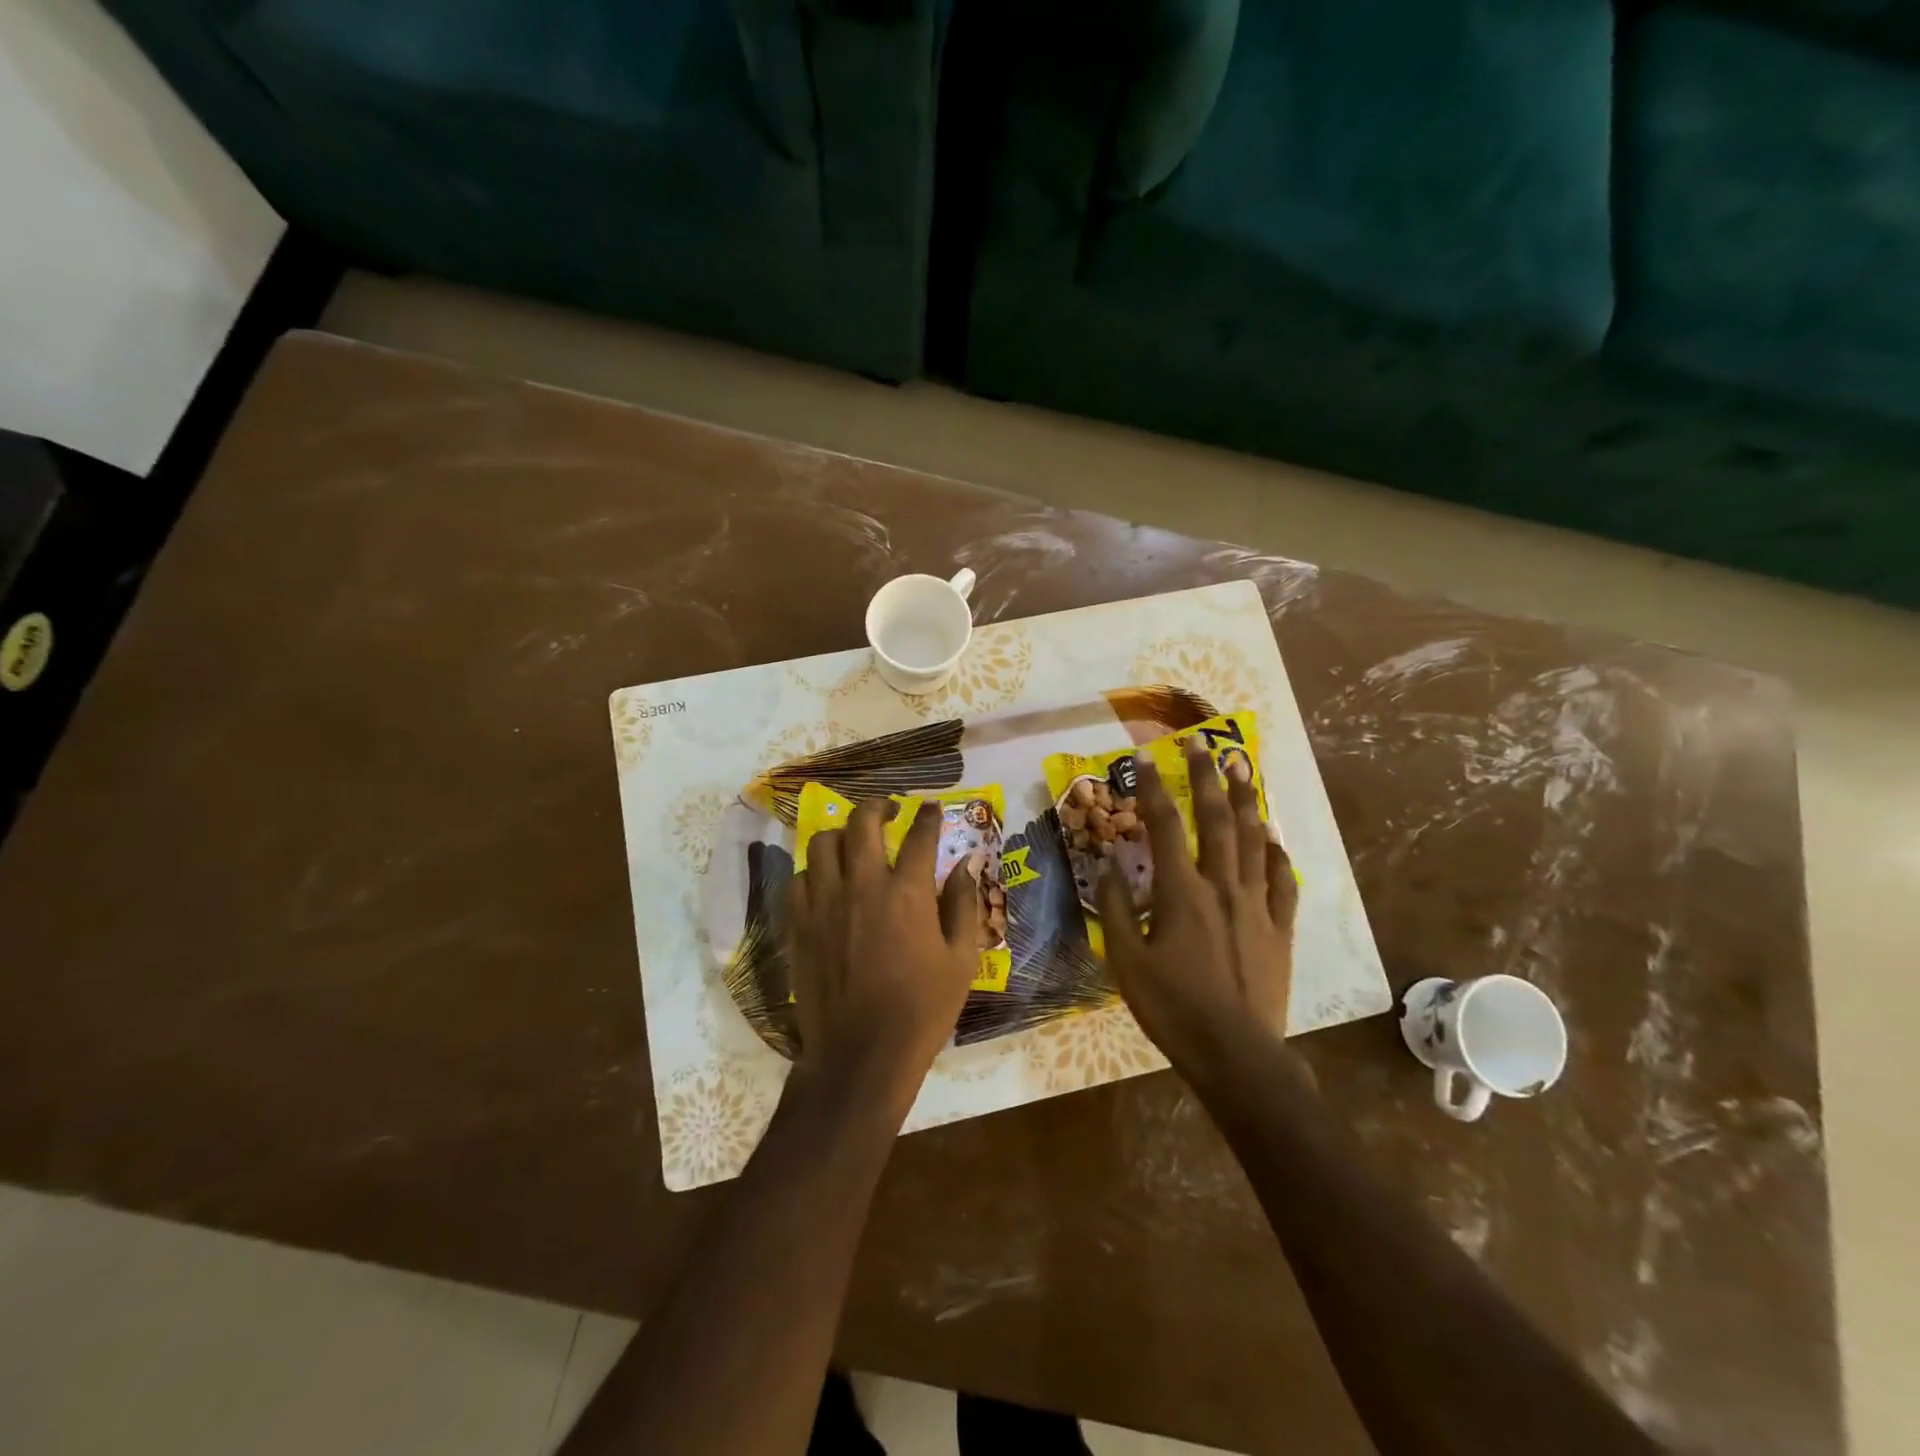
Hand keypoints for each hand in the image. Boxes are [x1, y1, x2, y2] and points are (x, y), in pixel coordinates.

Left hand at [785, 799, 983, 1115]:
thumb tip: (966, 864)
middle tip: (888, 810)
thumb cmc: (922, 1010)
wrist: (860, 1054)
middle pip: (863, 822)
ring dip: (842, 834)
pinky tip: (827, 881)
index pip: (920, 835)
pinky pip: (800, 877)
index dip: (929, 816)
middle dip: (878, 806)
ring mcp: (824, 902)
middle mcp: (863, 885)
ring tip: (853, 843)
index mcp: (908, 892)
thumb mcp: (961, 960)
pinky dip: (815, 870)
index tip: (932, 807)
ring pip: (823, 843)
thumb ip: (964, 905)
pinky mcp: (799, 923)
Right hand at [1097, 735, 1300, 1082]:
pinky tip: (1272, 836)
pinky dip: (1276, 852)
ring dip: (1245, 800)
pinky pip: (1281, 880)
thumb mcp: (1126, 962)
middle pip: (1215, 820)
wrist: (1236, 1053)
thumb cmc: (1173, 1008)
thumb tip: (1110, 863)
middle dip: (1206, 777)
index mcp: (1181, 893)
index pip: (1164, 826)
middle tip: (1201, 744)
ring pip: (1252, 840)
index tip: (1143, 757)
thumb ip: (1118, 908)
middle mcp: (1222, 886)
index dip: (1152, 788)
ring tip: (1241, 767)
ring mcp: (1256, 905)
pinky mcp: (1279, 927)